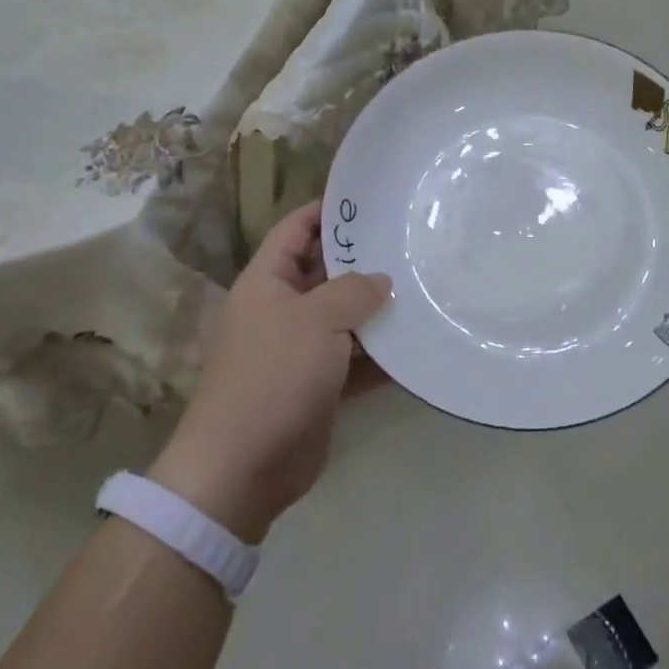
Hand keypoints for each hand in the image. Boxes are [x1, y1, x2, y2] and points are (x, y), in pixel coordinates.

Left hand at [148, 202, 391, 542]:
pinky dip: (381, 356)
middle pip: (325, 272)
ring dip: (377, 311)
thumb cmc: (273, 376)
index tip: (369, 201)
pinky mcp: (318, 386)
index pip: (295, 229)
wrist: (243, 467)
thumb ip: (352, 291)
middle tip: (411, 244)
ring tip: (424, 288)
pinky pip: (355, 361)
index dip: (326, 211)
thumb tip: (381, 279)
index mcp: (266, 282)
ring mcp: (300, 350)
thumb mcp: (315, 320)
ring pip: (345, 318)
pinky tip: (418, 346)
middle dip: (363, 261)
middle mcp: (281, 310)